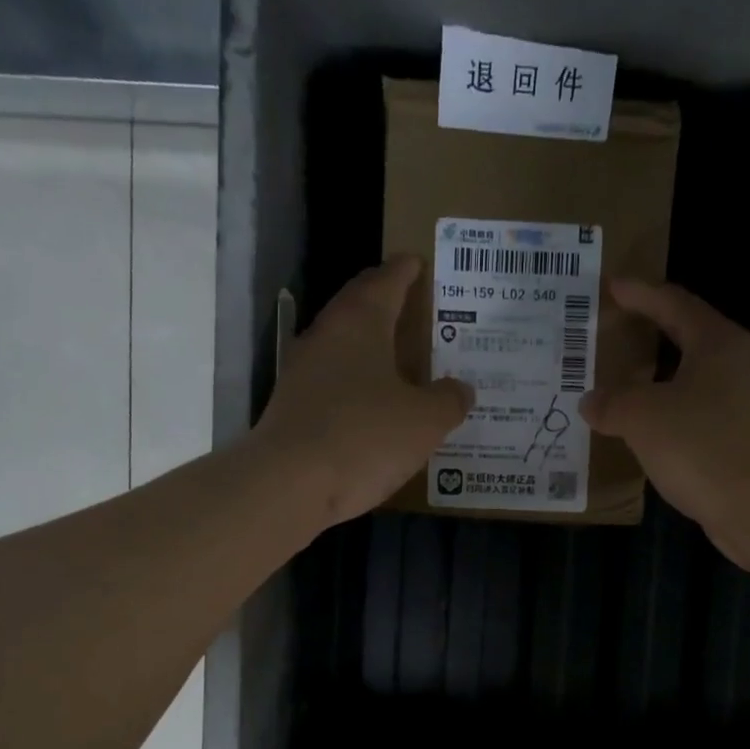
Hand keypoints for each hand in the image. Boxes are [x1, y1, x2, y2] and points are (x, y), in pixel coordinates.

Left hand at [251, 256, 471, 527]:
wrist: (289, 485)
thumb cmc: (364, 437)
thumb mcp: (424, 421)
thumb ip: (448, 400)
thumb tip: (461, 389)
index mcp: (360, 322)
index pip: (386, 280)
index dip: (406, 271)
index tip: (419, 263)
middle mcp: (326, 337)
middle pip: (360, 309)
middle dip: (387, 307)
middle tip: (416, 312)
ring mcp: (303, 374)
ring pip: (344, 349)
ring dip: (371, 351)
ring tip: (401, 363)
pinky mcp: (293, 410)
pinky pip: (334, 386)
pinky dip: (356, 387)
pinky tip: (373, 408)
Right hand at [580, 279, 749, 566]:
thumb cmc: (705, 445)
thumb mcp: (645, 416)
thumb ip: (613, 402)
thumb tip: (591, 401)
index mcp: (716, 343)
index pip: (673, 303)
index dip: (639, 294)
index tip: (610, 287)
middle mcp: (733, 368)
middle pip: (684, 342)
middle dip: (645, 340)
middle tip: (606, 339)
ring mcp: (739, 409)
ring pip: (686, 386)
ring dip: (651, 387)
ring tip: (613, 392)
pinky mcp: (737, 446)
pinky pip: (689, 423)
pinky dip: (661, 424)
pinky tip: (638, 440)